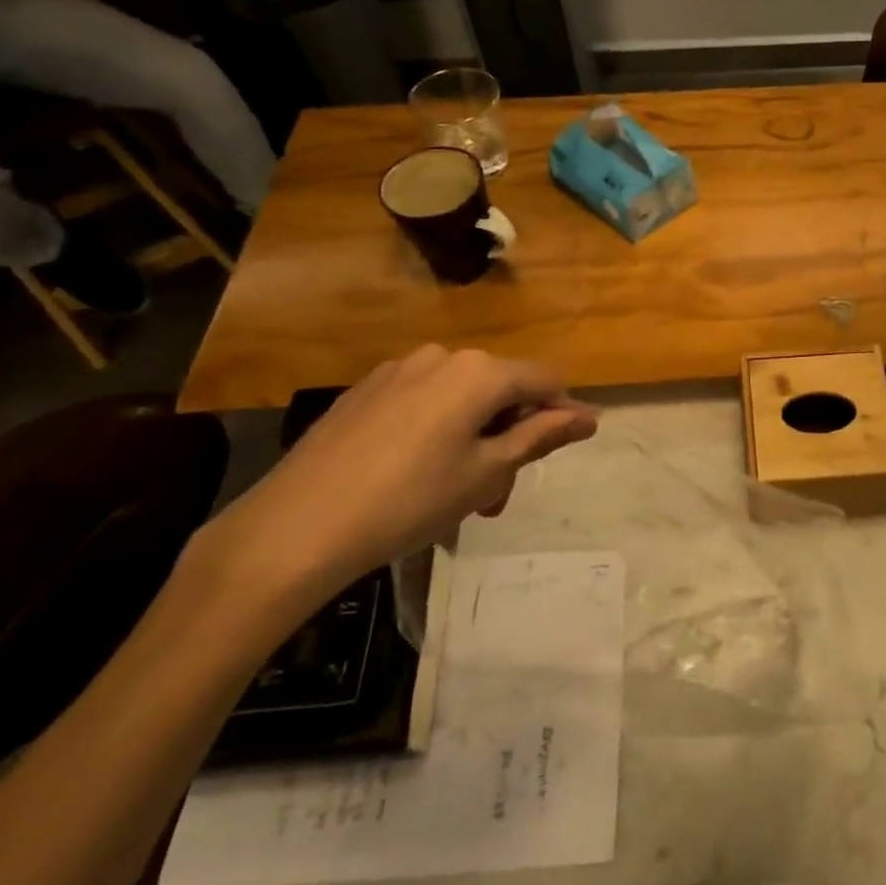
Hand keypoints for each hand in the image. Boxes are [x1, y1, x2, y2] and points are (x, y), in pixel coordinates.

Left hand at [197, 346, 598, 610]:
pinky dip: (438, 431)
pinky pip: (423, 402)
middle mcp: (442, 357)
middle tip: (498, 493)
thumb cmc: (410, 501)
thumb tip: (589, 416)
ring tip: (458, 492)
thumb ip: (541, 436)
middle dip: (512, 435)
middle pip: (501, 389)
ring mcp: (398, 370)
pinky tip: (415, 475)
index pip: (545, 380)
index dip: (563, 413)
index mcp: (479, 372)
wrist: (296, 527)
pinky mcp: (364, 391)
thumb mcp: (487, 473)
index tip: (567, 449)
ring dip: (475, 437)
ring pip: (461, 398)